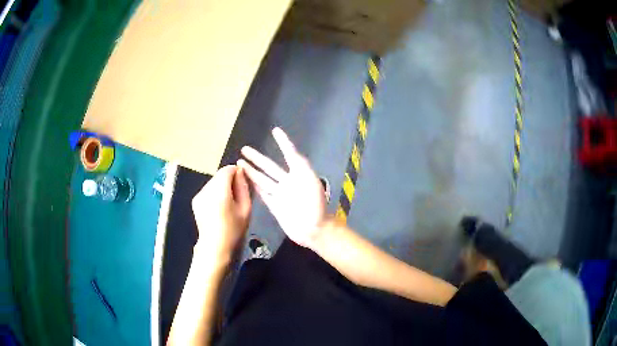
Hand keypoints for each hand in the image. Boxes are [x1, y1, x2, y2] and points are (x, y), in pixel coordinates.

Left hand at [192, 165, 251, 261]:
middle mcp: (206, 190)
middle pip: (219, 175)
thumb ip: (243, 187)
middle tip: (237, 195)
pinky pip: (208, 190)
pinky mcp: (195, 200)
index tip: (243, 183)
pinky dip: (214, 193)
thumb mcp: (246, 209)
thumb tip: (240, 172)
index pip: (227, 170)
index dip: (236, 172)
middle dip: (229, 180)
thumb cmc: (233, 230)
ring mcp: (198, 195)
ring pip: (213, 182)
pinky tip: (219, 208)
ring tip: (228, 203)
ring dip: (222, 187)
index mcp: (219, 192)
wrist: (215, 247)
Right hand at [238, 127, 325, 247]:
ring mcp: (280, 194)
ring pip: (262, 180)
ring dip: (251, 172)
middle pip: (269, 167)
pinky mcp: (274, 206)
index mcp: (299, 174)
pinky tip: (246, 181)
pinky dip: (254, 187)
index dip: (283, 142)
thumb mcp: (310, 180)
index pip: (289, 154)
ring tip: (240, 163)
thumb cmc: (315, 203)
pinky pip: (263, 194)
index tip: (275, 131)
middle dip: (257, 158)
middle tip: (244, 149)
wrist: (314, 229)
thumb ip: (300, 165)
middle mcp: (288, 182)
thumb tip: (292, 151)